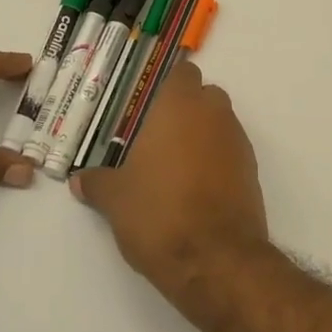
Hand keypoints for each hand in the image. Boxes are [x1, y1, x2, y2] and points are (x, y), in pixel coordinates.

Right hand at [70, 61, 271, 311]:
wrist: (215, 259)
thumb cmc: (159, 213)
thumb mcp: (115, 199)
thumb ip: (97, 182)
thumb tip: (79, 180)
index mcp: (180, 106)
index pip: (182, 73)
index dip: (165, 86)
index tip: (145, 107)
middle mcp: (214, 114)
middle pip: (204, 95)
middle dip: (185, 110)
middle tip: (155, 138)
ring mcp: (238, 142)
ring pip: (220, 123)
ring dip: (202, 135)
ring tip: (172, 167)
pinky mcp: (252, 171)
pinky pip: (231, 152)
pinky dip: (216, 160)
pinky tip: (194, 188)